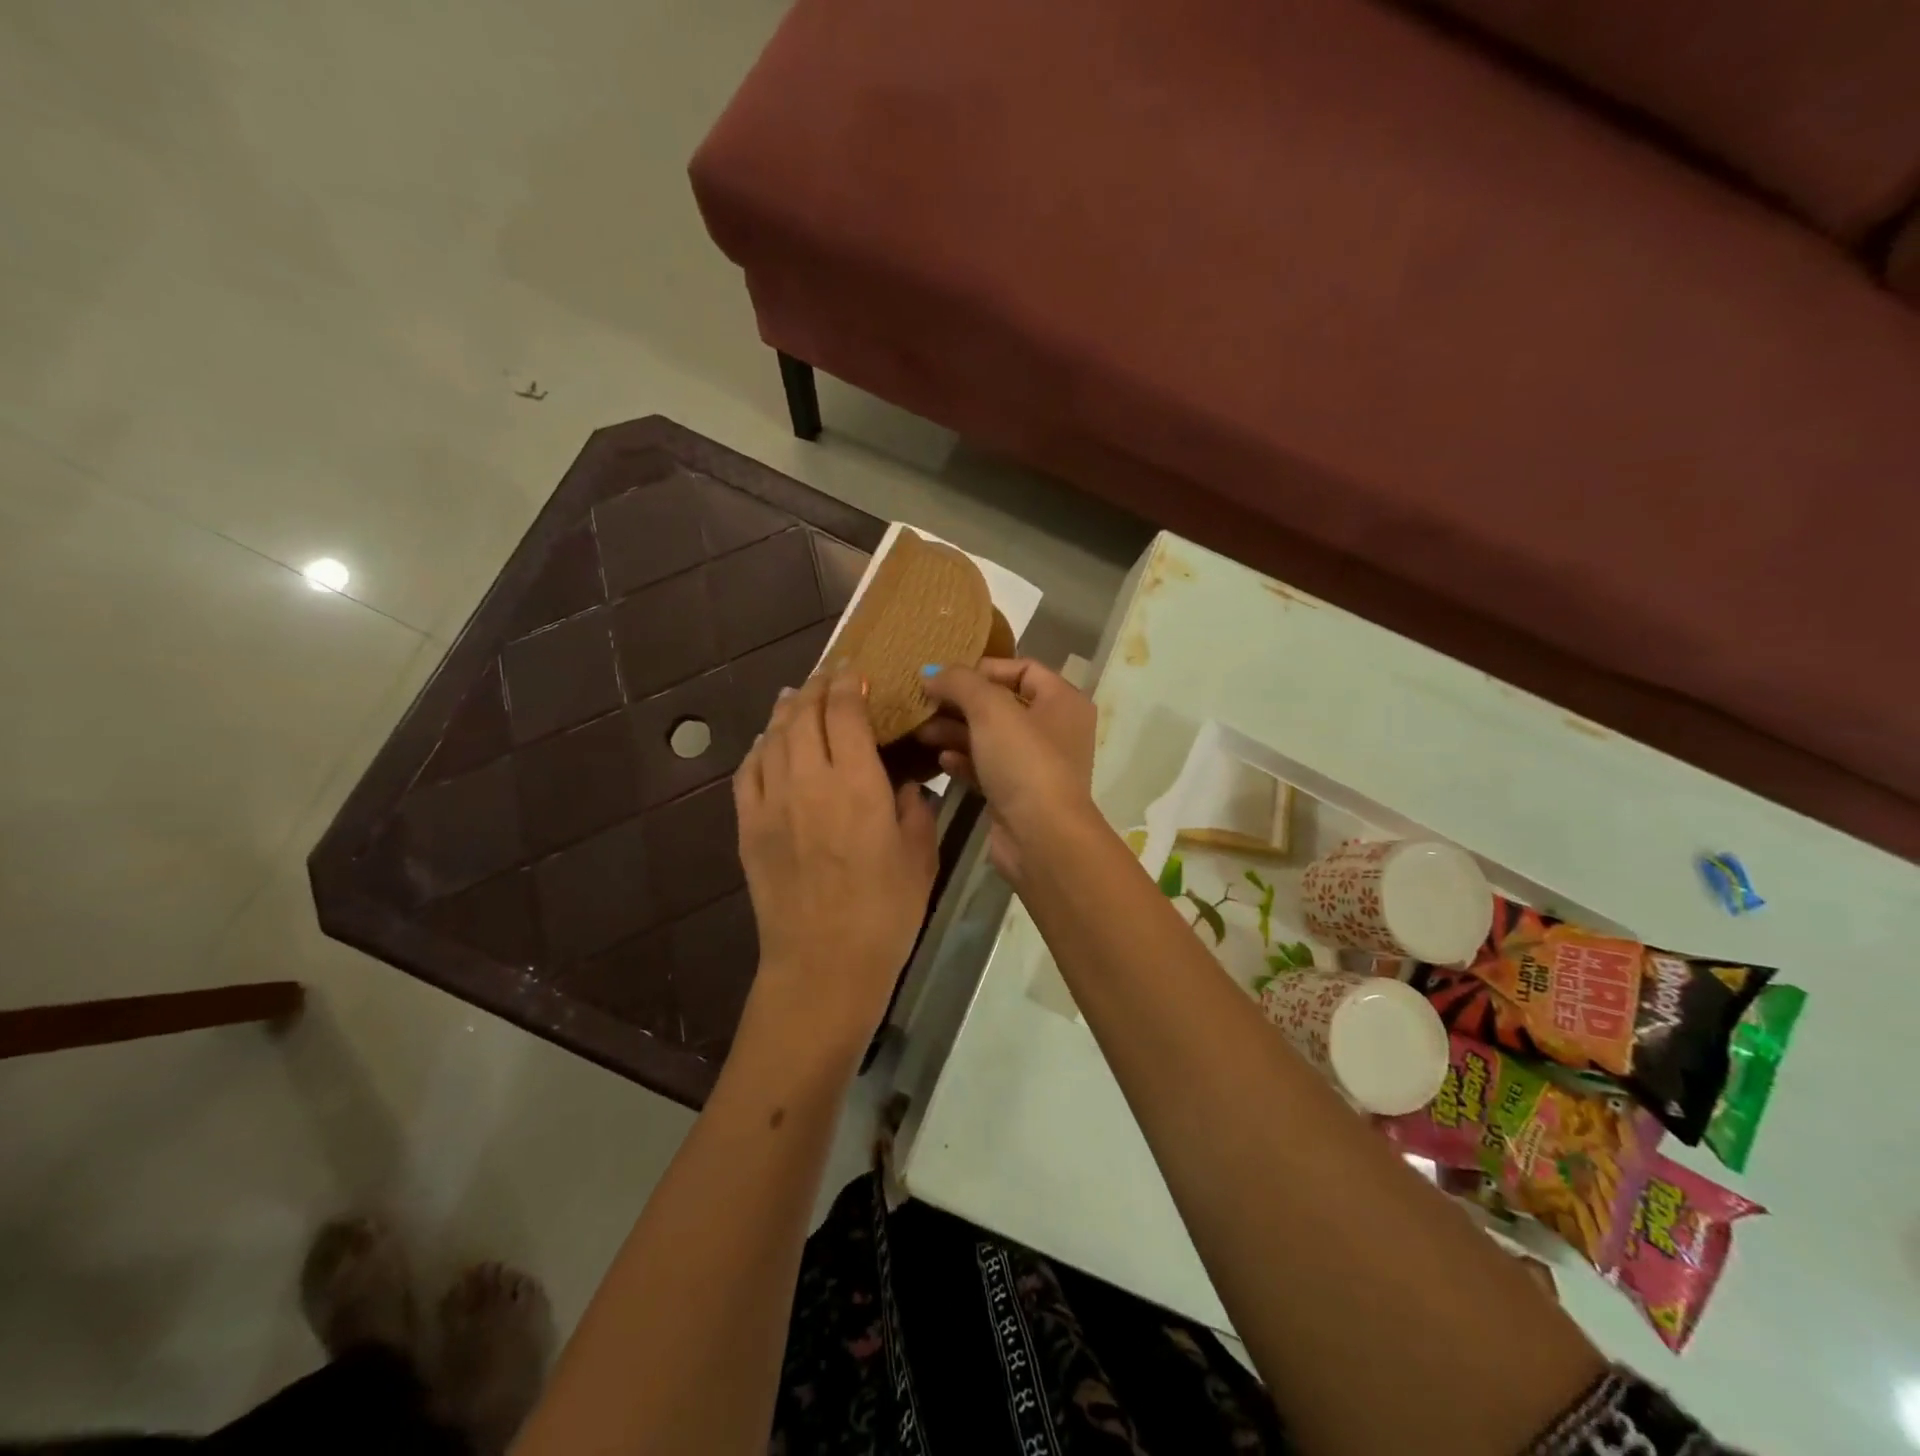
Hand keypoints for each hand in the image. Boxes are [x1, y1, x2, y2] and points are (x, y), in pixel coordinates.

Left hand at [734, 672, 938, 1063]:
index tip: (855, 671)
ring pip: (773, 737)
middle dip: (818, 688)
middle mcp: (808, 780)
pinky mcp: (748, 826)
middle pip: (804, 714)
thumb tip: (902, 784)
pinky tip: (768, 741)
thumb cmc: (885, 913)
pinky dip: (760, 747)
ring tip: (797, 696)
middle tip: (829, 677)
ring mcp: (771, 802)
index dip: (848, 684)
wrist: (823, 965)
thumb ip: (913, 808)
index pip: (844, 712)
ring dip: (786, 710)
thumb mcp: (919, 855)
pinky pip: (749, 771)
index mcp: (856, 783)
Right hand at [914, 658, 1096, 884]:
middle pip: (1001, 704)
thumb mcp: (991, 709)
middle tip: (923, 703)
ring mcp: (1035, 764)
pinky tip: (939, 760)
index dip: (984, 668)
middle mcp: (1054, 729)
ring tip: (920, 731)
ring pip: (990, 737)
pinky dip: (963, 760)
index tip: (946, 676)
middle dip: (960, 702)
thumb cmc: (1024, 761)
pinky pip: (986, 767)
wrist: (1041, 837)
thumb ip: (960, 682)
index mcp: (1062, 701)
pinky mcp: (1016, 794)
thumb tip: (932, 673)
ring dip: (955, 731)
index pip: (1023, 669)